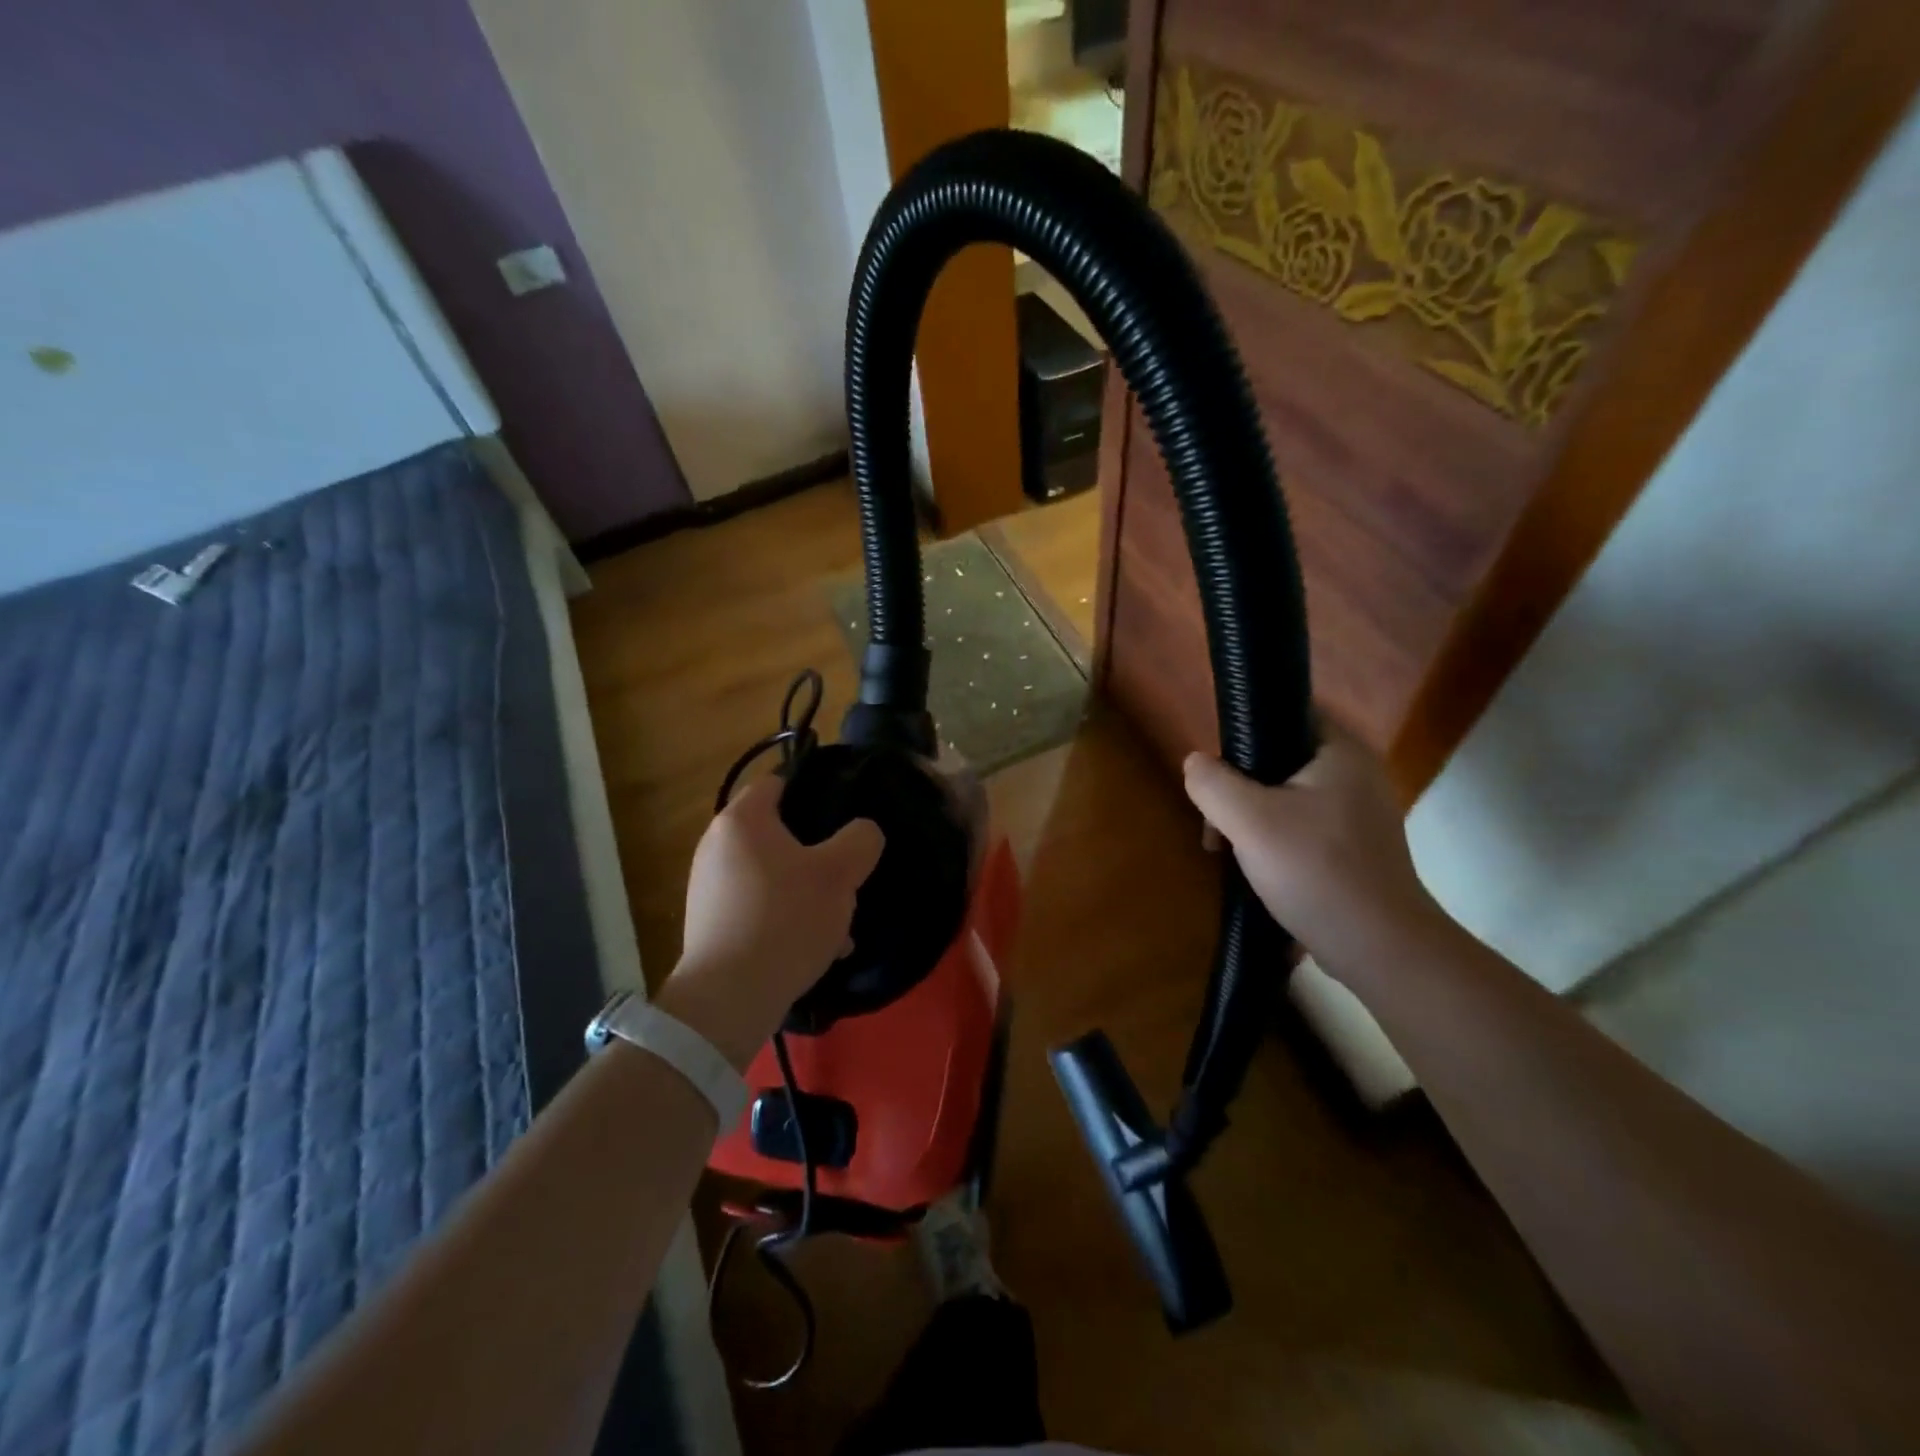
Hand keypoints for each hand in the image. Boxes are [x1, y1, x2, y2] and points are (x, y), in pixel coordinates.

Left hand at [659, 777, 883, 1068]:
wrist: (729, 998)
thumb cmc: (786, 919)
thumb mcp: (839, 873)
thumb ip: (860, 840)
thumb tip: (862, 832)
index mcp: (741, 820)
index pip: (779, 782)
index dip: (814, 791)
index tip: (844, 815)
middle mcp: (716, 846)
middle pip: (779, 834)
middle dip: (817, 855)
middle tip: (847, 876)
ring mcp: (709, 888)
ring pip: (774, 876)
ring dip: (807, 893)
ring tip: (839, 924)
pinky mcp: (711, 925)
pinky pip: (759, 908)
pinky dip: (786, 919)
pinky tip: (816, 949)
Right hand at [1183, 726, 1445, 982]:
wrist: (1380, 950)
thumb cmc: (1316, 871)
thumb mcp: (1249, 821)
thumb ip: (1213, 783)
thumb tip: (1195, 763)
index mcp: (1342, 752)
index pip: (1288, 713)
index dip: (1246, 731)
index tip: (1218, 768)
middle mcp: (1357, 775)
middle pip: (1281, 760)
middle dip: (1239, 788)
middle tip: (1216, 821)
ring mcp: (1359, 815)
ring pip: (1287, 798)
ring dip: (1251, 819)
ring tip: (1228, 851)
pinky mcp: (1355, 849)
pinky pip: (1302, 828)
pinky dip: (1274, 841)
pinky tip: (1256, 869)